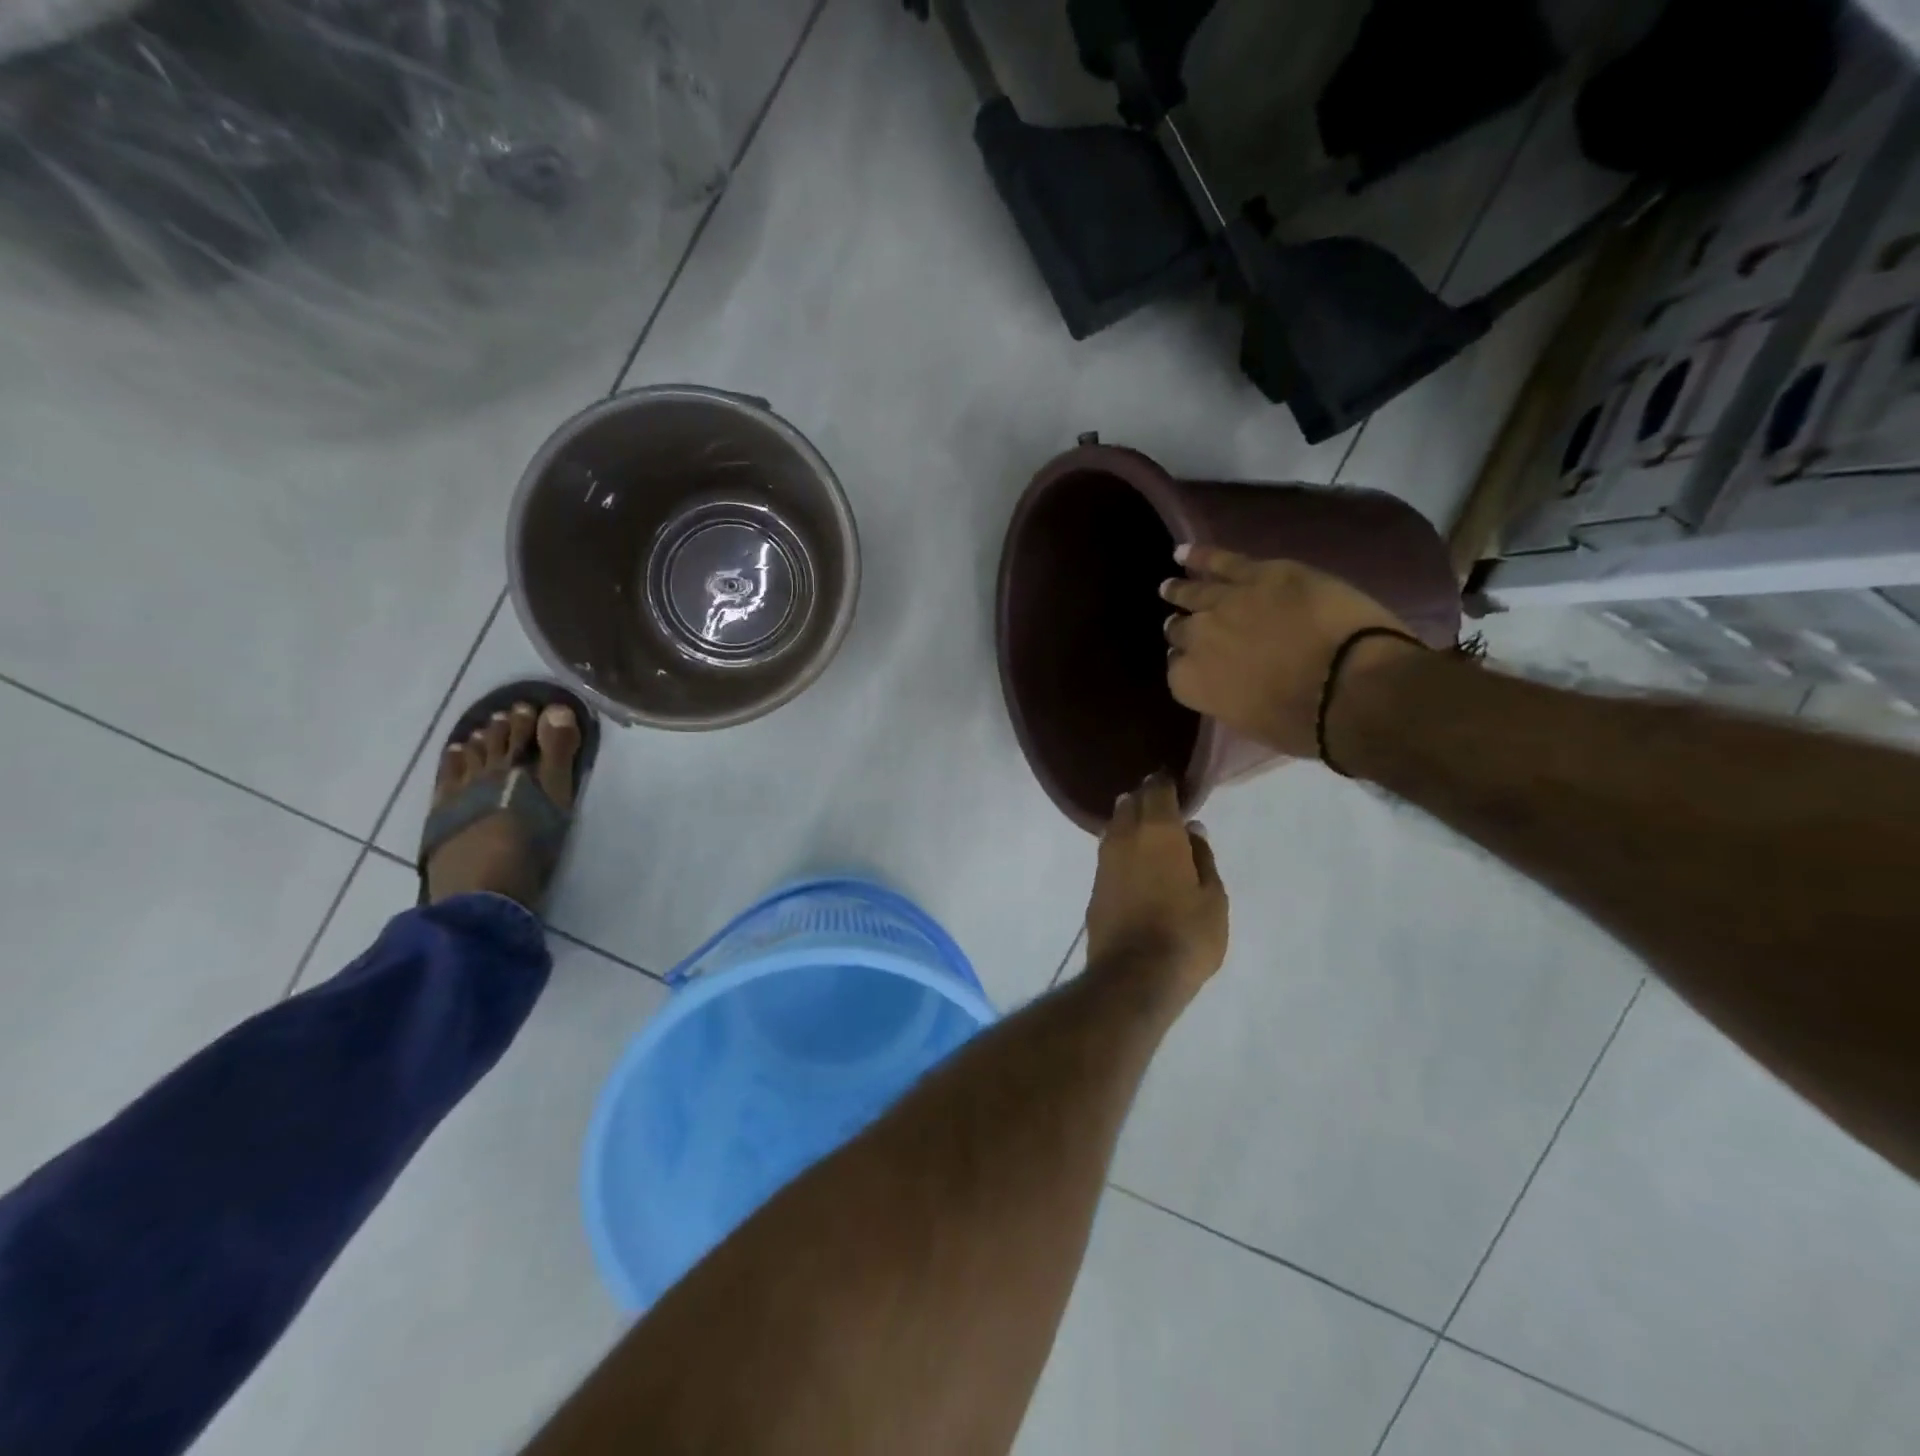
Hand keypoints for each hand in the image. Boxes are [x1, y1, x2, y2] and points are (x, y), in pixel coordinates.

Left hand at [1084, 773, 1228, 1003]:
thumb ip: (1202, 858)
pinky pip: (1109, 852)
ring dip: (1130, 822)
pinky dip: (1122, 847)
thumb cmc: (1186, 934)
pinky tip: (1134, 859)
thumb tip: (1192, 830)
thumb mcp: (1213, 897)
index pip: (1157, 790)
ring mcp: (1104, 860)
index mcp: (1158, 831)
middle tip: (1164, 805)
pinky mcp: (1094, 884)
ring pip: (1115, 826)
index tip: (1175, 781)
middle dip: (1146, 799)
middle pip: (1131, 803)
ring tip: (1150, 830)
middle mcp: (1125, 836)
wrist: (1135, 975)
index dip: (1165, 782)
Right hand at [1161, 545, 1421, 758]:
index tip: (1192, 664)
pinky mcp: (1261, 574)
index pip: (1176, 671)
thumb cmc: (1306, 723)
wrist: (1350, 686)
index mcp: (1194, 683)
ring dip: (1180, 591)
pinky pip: (1221, 561)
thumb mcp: (1254, 723)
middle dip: (1181, 630)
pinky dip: (1200, 556)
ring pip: (1194, 593)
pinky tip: (1182, 553)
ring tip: (1169, 588)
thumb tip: (1230, 682)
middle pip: (1181, 631)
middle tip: (1180, 626)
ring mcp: (1227, 603)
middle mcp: (1199, 640)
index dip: (1186, 666)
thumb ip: (1229, 698)